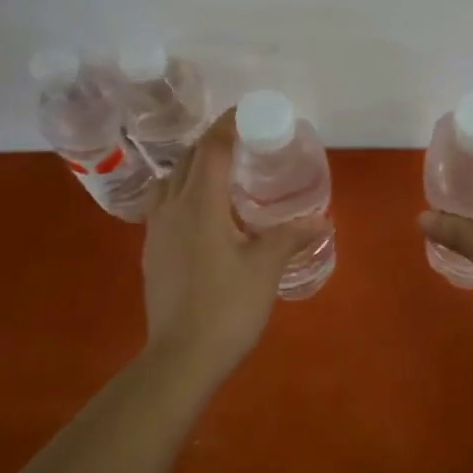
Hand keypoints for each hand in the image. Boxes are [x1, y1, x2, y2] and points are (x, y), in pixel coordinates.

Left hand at [140, 109, 325, 383]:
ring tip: (221, 173)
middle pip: (187, 158)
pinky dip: (183, 191)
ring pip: (170, 180)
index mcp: (200, 203)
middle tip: (242, 142)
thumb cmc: (227, 306)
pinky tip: (203, 212)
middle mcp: (172, 207)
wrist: (180, 359)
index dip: (228, 125)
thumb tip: (321, 220)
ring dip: (193, 165)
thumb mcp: (266, 267)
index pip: (211, 148)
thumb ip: (291, 236)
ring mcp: (156, 230)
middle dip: (211, 142)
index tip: (247, 113)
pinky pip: (164, 204)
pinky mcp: (151, 252)